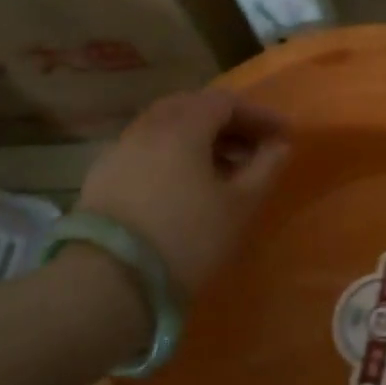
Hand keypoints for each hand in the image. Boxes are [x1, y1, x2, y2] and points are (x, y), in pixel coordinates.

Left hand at [75, 89, 290, 296]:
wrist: (108, 282)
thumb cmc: (187, 238)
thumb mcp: (240, 206)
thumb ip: (265, 168)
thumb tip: (279, 145)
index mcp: (183, 126)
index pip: (225, 101)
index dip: (258, 114)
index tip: (282, 135)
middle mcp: (147, 127)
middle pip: (193, 107)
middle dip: (228, 123)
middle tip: (253, 148)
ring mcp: (120, 149)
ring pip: (166, 127)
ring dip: (199, 138)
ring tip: (223, 169)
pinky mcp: (102, 175)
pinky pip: (146, 149)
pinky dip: (173, 154)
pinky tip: (185, 184)